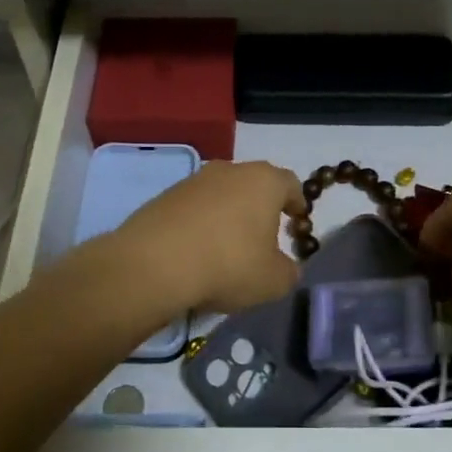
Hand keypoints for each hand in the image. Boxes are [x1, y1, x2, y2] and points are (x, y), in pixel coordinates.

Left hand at [110, 160, 305, 313]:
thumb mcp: (274, 281)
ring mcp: (193, 181)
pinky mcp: (163, 197)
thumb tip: (285, 267)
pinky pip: (193, 209)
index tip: (297, 222)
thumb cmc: (228, 265)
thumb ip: (288, 271)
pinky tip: (197, 253)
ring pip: (221, 196)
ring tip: (227, 249)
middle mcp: (229, 170)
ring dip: (228, 217)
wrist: (154, 265)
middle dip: (261, 209)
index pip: (290, 184)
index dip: (297, 204)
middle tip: (264, 238)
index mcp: (264, 181)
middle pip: (254, 185)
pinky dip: (200, 225)